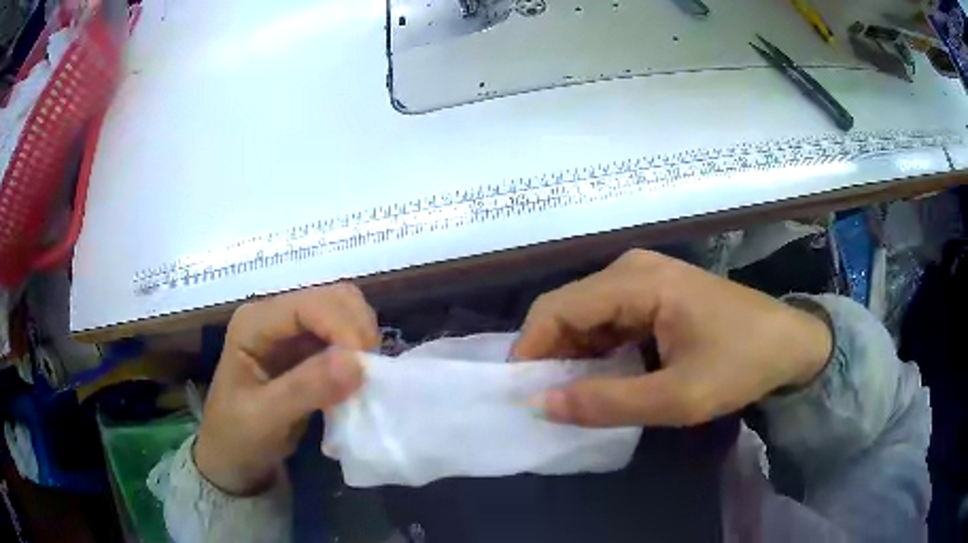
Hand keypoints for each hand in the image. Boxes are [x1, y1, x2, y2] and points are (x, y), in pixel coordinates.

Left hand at [194, 284, 378, 494]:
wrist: (232, 456)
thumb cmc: (237, 435)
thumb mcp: (265, 417)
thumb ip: (306, 388)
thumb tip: (357, 363)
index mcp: (254, 322)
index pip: (309, 304)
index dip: (343, 327)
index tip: (365, 368)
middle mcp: (275, 316)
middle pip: (333, 297)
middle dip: (358, 329)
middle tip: (370, 372)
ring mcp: (292, 331)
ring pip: (344, 313)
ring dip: (362, 339)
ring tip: (365, 376)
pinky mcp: (307, 349)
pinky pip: (344, 337)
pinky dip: (359, 353)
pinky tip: (359, 378)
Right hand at [512, 250, 831, 426]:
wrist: (790, 344)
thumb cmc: (741, 364)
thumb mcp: (677, 397)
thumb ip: (607, 403)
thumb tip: (540, 405)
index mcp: (637, 281)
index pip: (557, 308)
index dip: (530, 350)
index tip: (520, 394)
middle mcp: (632, 268)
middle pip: (568, 308)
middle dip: (550, 355)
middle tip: (547, 402)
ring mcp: (645, 277)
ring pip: (586, 315)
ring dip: (574, 355)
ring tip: (573, 396)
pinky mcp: (655, 293)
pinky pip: (609, 319)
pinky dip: (598, 350)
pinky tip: (604, 378)